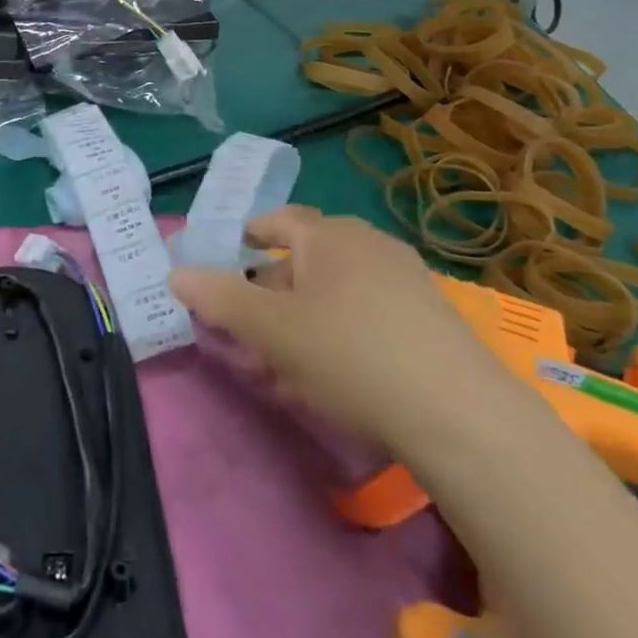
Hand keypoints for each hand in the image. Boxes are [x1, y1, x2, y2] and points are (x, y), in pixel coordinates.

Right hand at [171, 211, 508, 450]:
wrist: (461, 416)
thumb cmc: (349, 354)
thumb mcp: (270, 329)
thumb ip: (219, 299)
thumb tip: (176, 274)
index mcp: (329, 235)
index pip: (277, 221)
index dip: (247, 237)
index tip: (227, 260)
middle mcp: (368, 246)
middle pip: (303, 261)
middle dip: (267, 294)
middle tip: (244, 330)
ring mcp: (406, 282)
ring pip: (333, 294)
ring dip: (299, 321)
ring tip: (277, 365)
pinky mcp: (430, 321)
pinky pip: (366, 317)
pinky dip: (336, 336)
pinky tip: (326, 380)